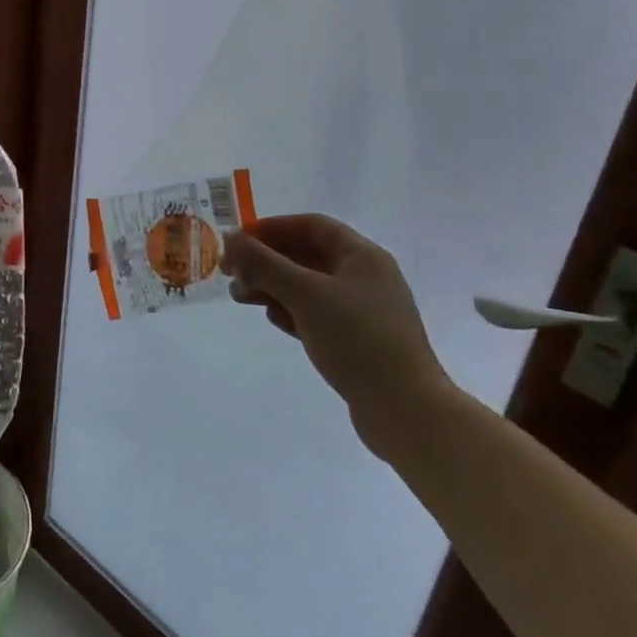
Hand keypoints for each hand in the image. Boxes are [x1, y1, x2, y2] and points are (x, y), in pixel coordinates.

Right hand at [222, 213, 453, 457]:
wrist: (406, 411)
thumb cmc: (357, 339)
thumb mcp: (305, 294)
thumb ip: (263, 263)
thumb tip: (230, 237)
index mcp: (362, 256)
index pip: (311, 225)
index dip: (272, 227)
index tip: (239, 241)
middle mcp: (365, 277)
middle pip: (306, 255)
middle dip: (265, 261)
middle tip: (230, 272)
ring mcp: (363, 311)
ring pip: (308, 287)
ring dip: (272, 286)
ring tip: (240, 297)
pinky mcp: (358, 341)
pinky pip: (316, 314)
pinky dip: (291, 311)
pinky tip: (273, 320)